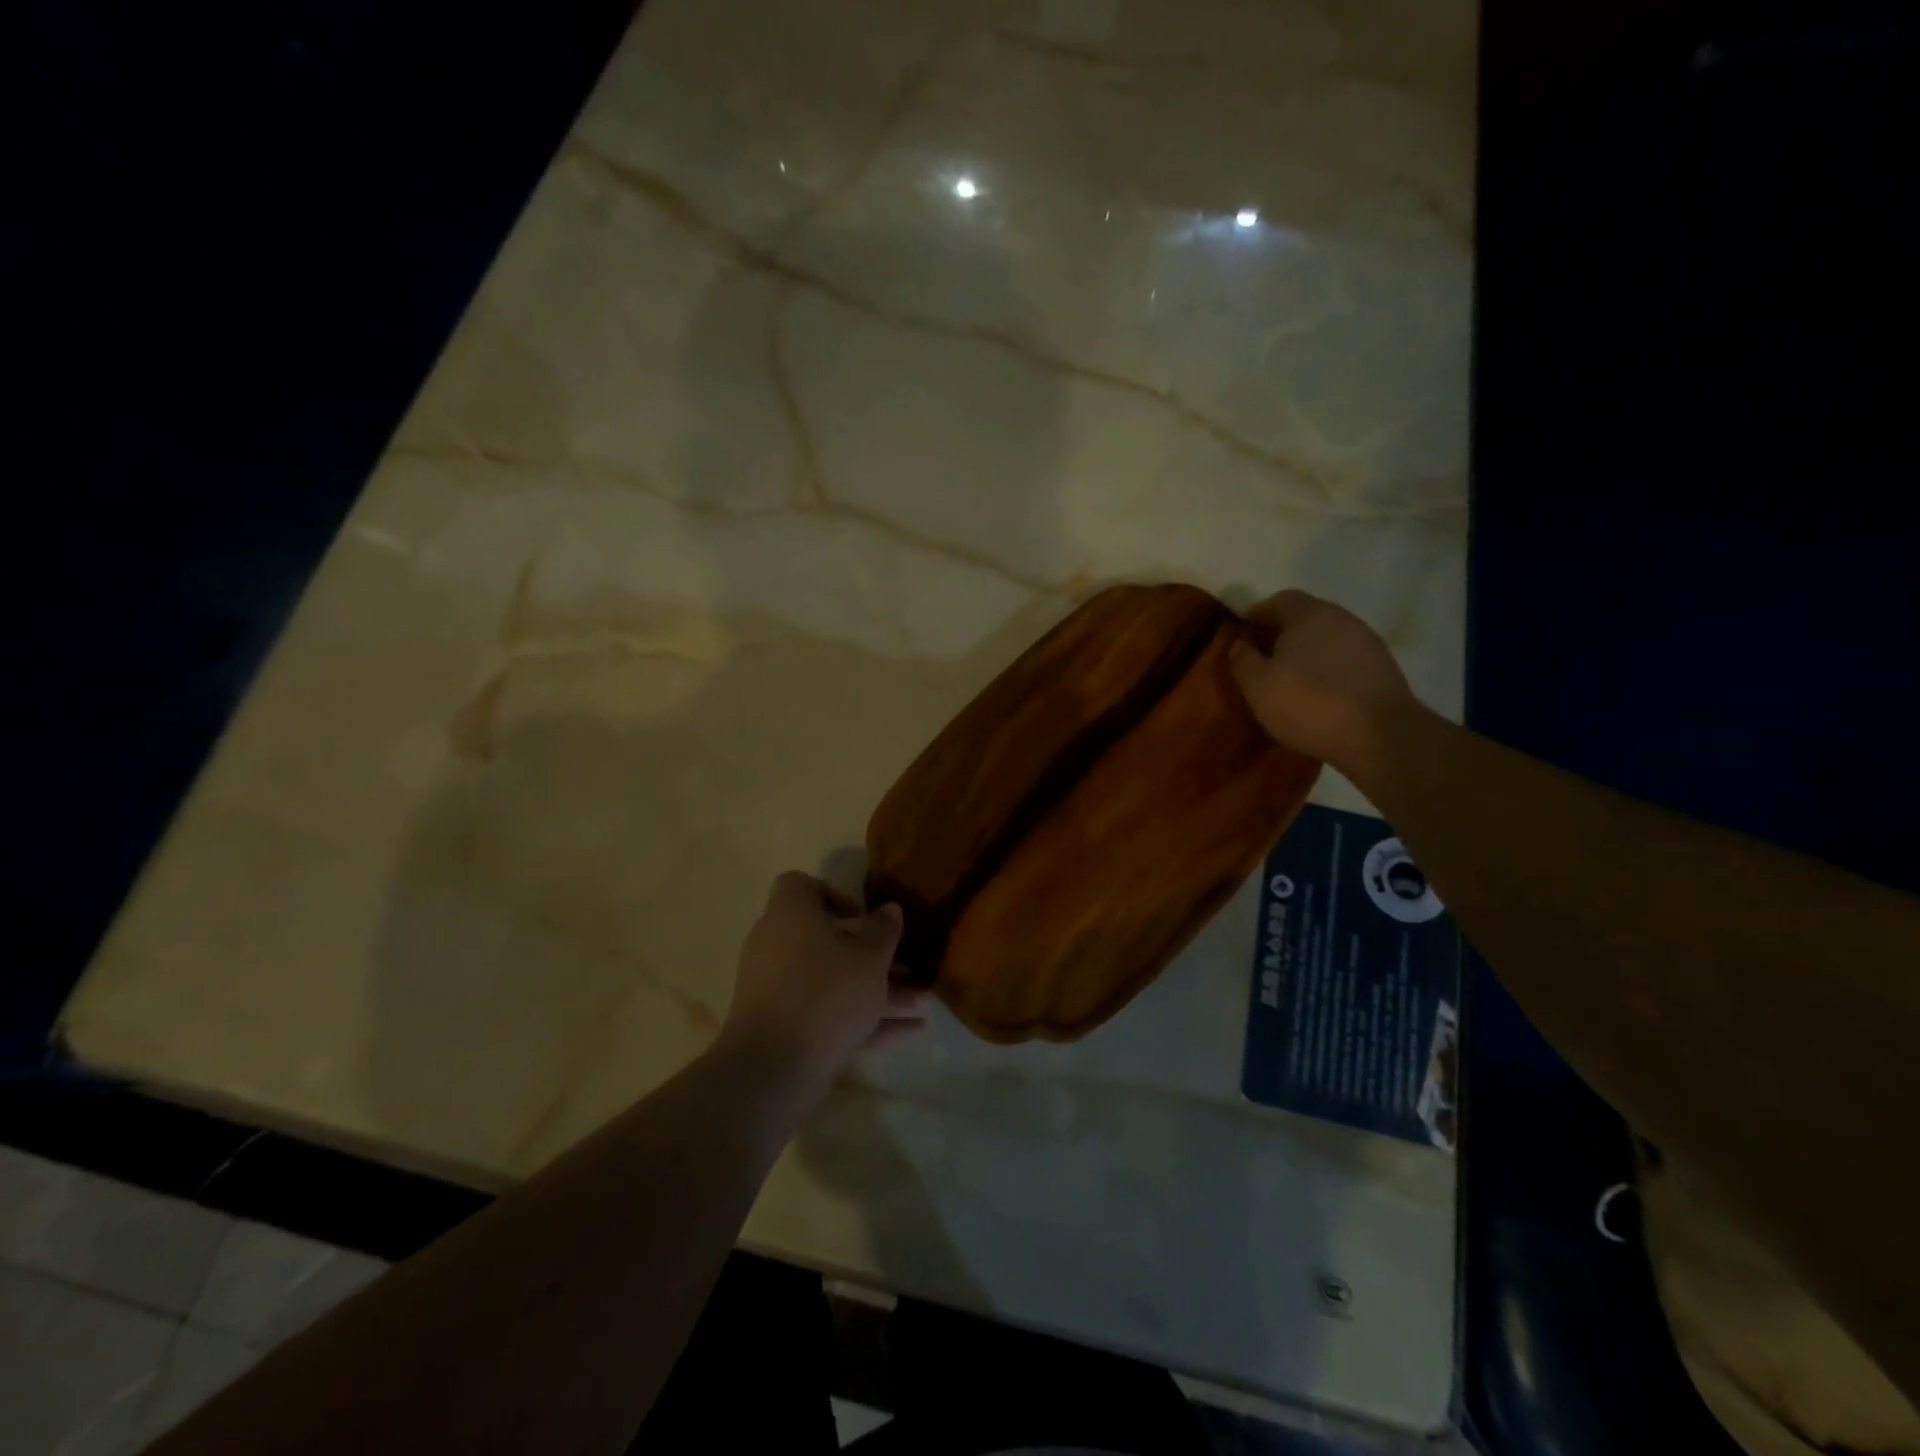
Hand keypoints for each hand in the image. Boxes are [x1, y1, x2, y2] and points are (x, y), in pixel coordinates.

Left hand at [717, 872, 928, 1101]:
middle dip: (872, 954)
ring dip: (876, 990)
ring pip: (833, 981)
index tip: (863, 915)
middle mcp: (777, 945)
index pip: (801, 886)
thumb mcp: (869, 957)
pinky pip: (827, 1013)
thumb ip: (883, 930)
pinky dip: (863, 1019)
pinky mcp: (783, 1027)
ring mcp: (777, 989)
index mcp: (790, 914)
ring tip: (923, 1002)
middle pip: (827, 940)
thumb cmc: (826, 992)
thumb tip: (889, 909)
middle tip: (908, 965)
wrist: (773, 1067)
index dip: (834, 895)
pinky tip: (910, 1032)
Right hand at [1228, 590, 1418, 781]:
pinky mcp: (1383, 668)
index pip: (1277, 600)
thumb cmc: (1308, 703)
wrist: (1380, 736)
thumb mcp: (1258, 685)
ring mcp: (1367, 642)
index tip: (1240, 636)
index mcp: (1309, 614)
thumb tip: (1238, 643)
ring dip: (1307, 653)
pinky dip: (1328, 669)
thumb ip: (1242, 659)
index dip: (1256, 615)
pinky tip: (1318, 693)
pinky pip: (1344, 660)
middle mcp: (1342, 618)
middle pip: (1305, 617)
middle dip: (1281, 634)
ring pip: (1327, 639)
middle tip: (1262, 659)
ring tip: (1289, 679)